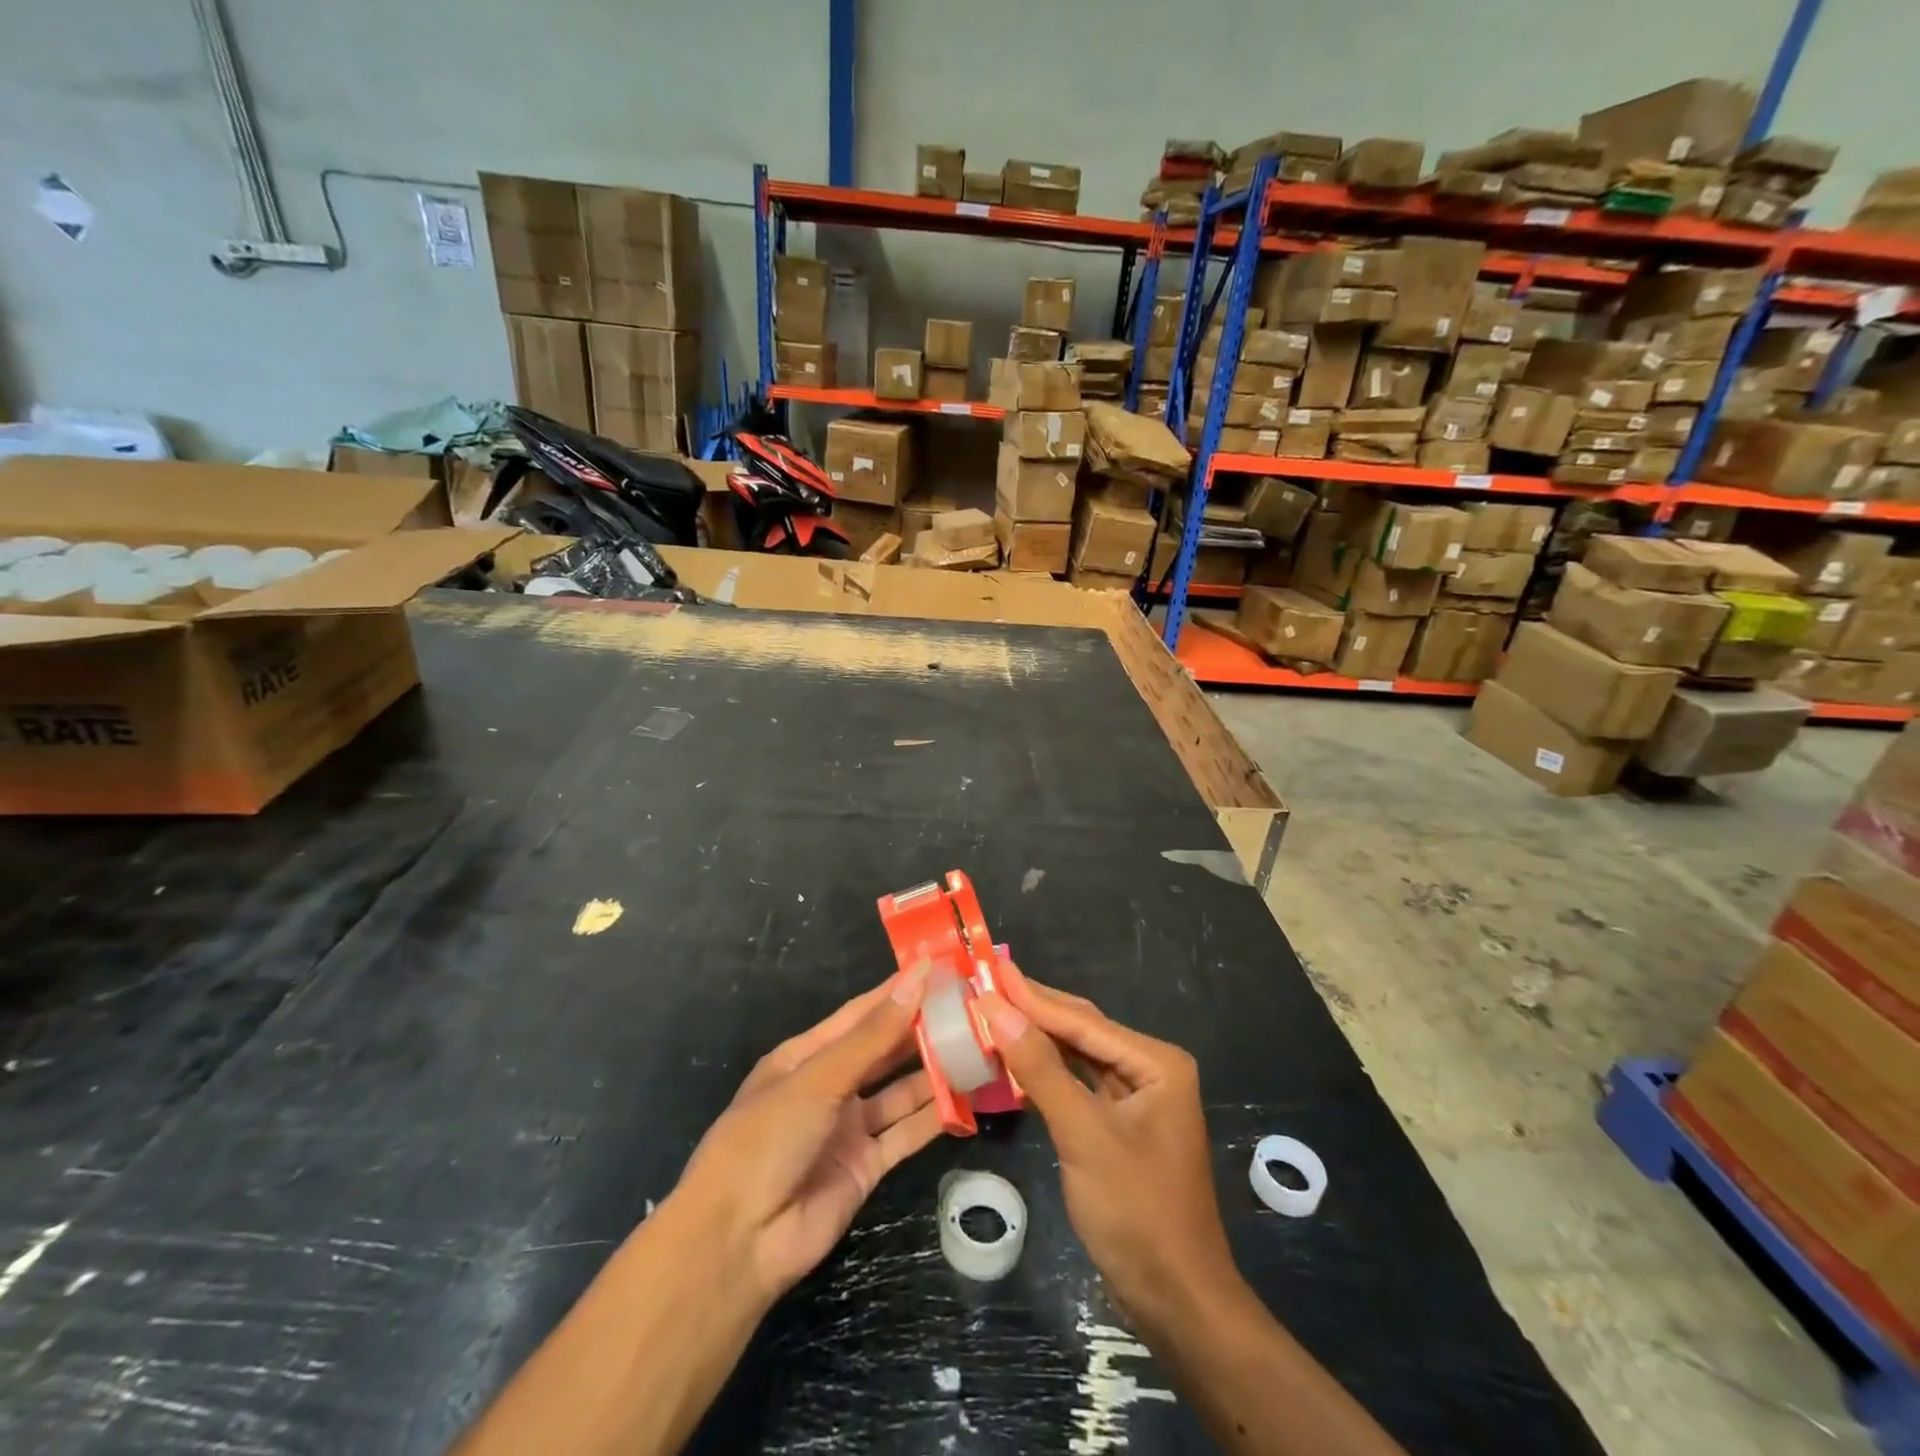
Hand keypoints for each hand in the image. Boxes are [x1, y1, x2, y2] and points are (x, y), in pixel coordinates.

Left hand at [674, 965, 941, 1305]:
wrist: (739, 1242)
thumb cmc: (768, 1138)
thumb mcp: (820, 1078)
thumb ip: (874, 1035)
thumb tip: (917, 979)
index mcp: (805, 1056)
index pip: (860, 1014)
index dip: (898, 992)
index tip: (939, 971)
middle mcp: (829, 1087)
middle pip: (883, 1051)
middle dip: (921, 1031)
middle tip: (969, 1008)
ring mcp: (848, 1128)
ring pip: (899, 1091)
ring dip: (933, 1072)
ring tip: (977, 1047)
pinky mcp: (867, 1167)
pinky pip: (905, 1133)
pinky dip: (933, 1117)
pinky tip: (966, 1098)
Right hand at [979, 979, 1236, 1324]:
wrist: (1177, 1302)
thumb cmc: (1137, 1212)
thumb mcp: (1084, 1135)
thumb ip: (1041, 1069)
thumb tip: (996, 1008)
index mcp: (1156, 1062)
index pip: (1082, 1021)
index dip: (1031, 997)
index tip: (987, 971)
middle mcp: (1150, 1069)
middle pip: (1081, 1030)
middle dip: (1033, 1009)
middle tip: (984, 980)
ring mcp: (1136, 1098)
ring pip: (1077, 1055)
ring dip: (1035, 1038)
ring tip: (991, 1010)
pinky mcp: (1120, 1124)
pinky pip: (1077, 1084)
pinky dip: (1045, 1072)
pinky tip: (1014, 1059)